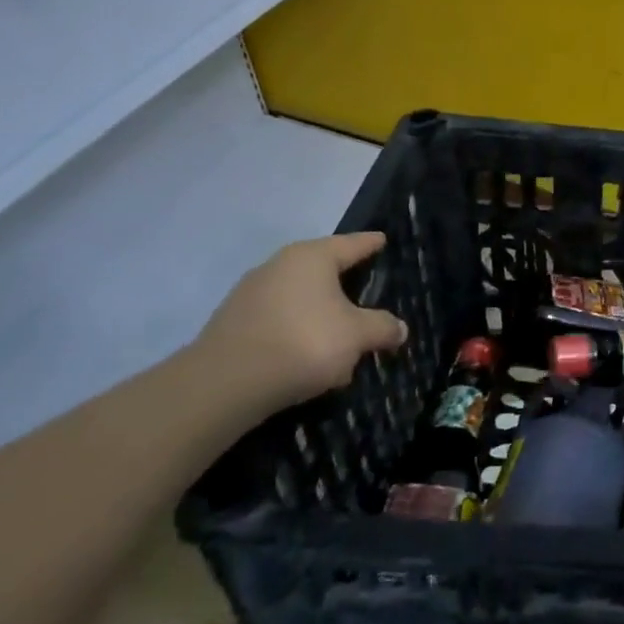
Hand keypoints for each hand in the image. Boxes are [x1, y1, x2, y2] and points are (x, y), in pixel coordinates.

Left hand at [190, 233, 407, 412]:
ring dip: (321, 315)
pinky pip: (279, 321)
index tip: (382, 239)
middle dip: (345, 284)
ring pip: (300, 299)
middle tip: (367, 294)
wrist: (224, 384)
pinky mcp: (234, 324)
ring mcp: (251, 294)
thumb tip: (399, 328)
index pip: (351, 244)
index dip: (371, 243)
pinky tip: (308, 359)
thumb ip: (382, 327)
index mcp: (312, 257)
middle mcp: (279, 266)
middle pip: (322, 270)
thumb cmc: (303, 342)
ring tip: (341, 339)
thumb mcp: (357, 336)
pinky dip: (297, 333)